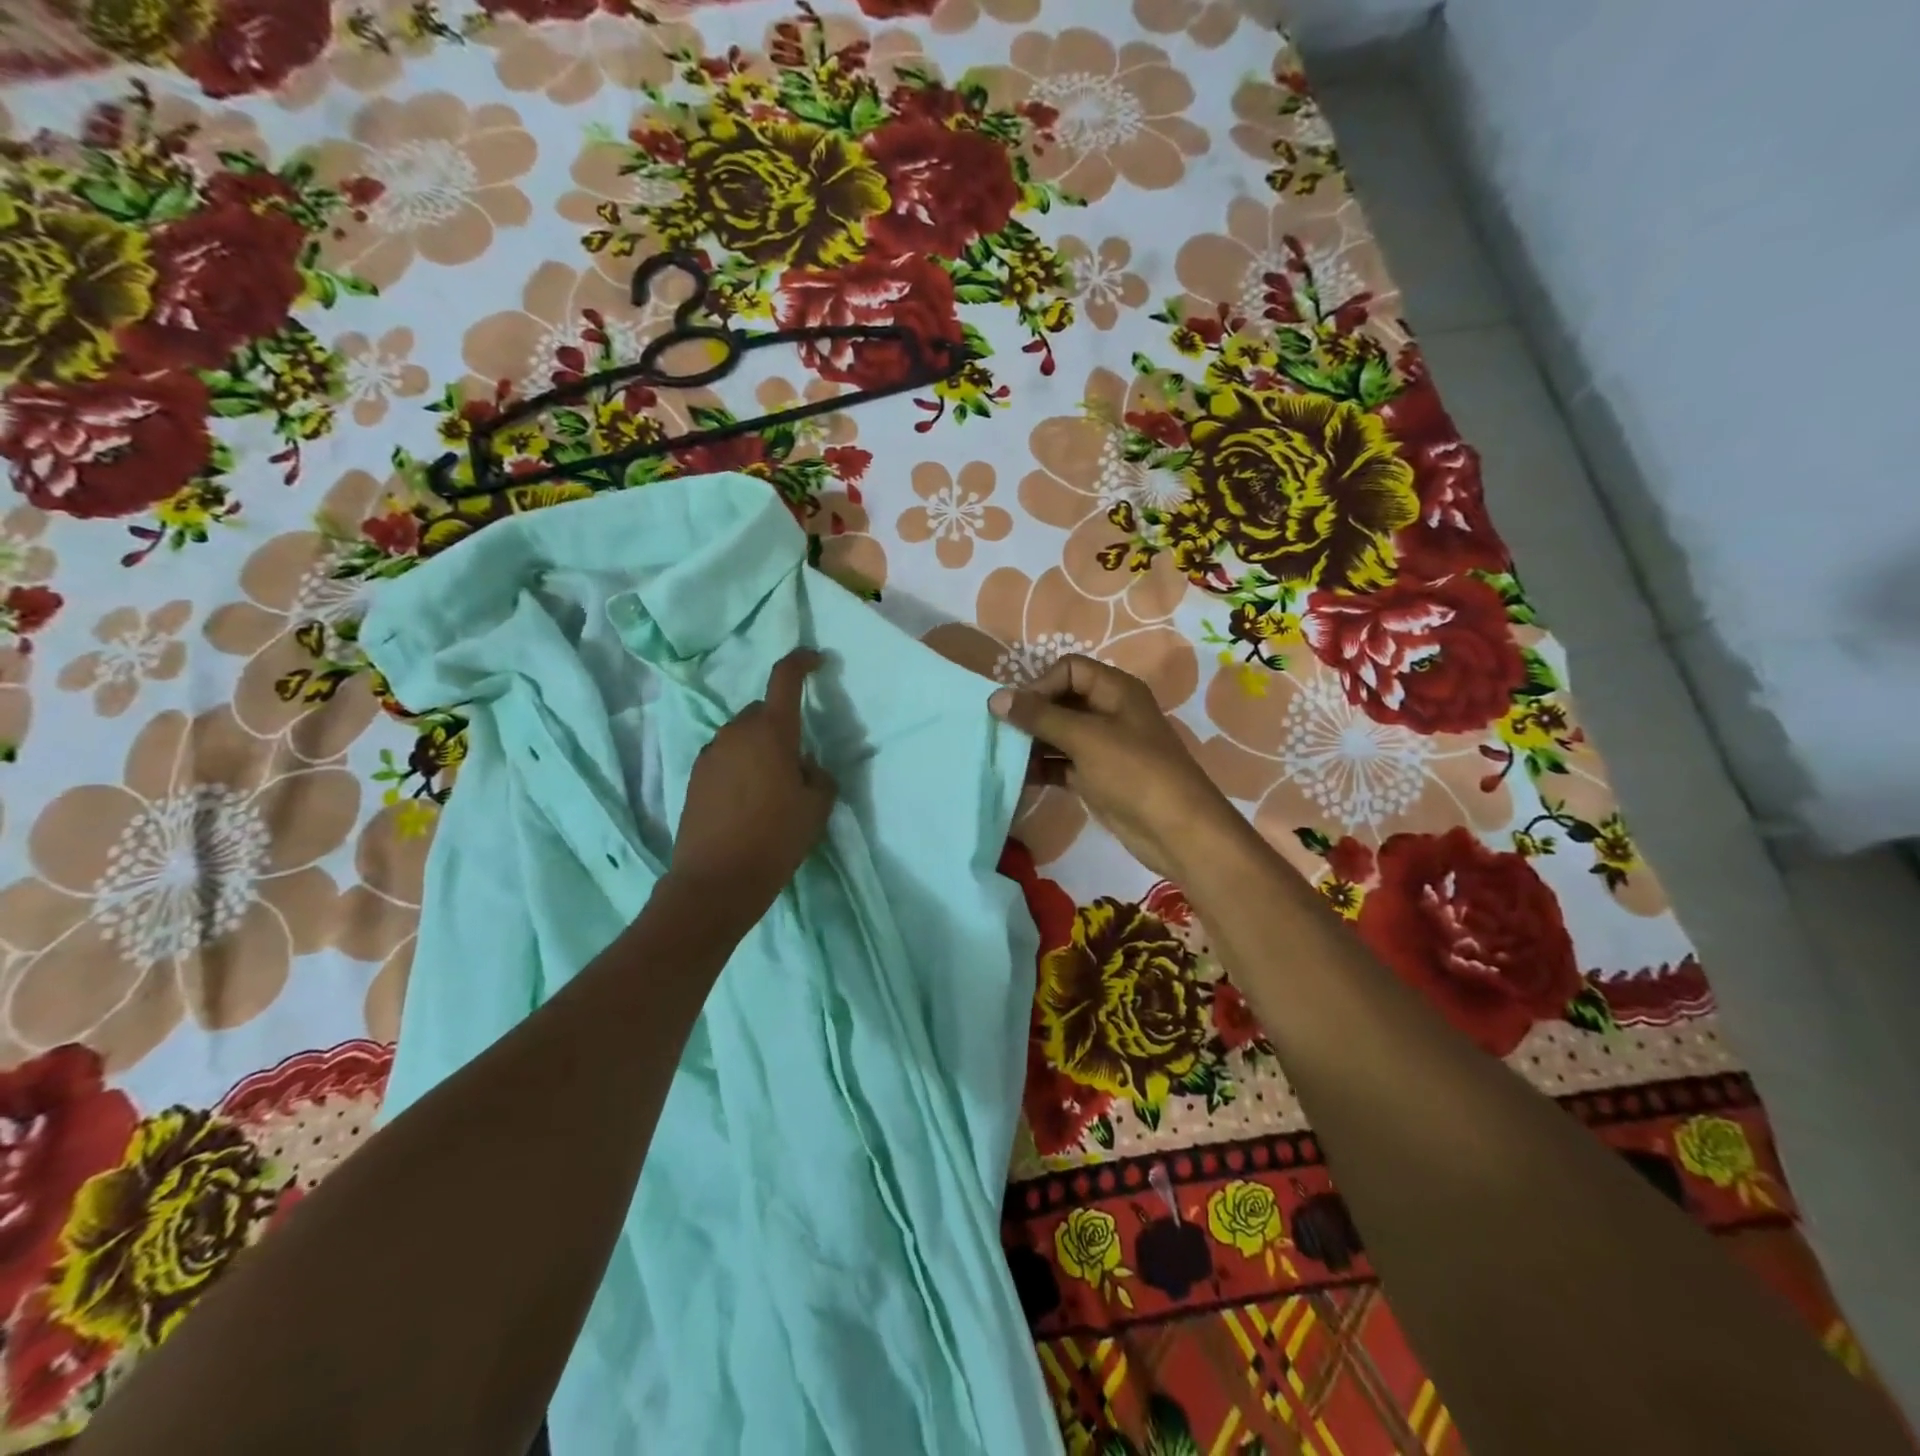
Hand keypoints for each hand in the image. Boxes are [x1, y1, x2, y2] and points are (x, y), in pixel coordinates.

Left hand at [669, 649, 836, 916]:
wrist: (717, 880)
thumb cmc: (776, 838)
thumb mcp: (817, 807)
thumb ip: (818, 775)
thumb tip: (804, 766)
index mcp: (771, 732)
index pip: (784, 679)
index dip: (801, 662)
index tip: (815, 659)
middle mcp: (736, 733)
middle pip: (761, 711)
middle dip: (780, 724)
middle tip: (796, 760)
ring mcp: (710, 754)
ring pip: (741, 735)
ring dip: (758, 747)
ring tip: (772, 786)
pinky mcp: (694, 777)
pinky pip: (725, 757)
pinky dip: (740, 766)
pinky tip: (748, 800)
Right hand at [989, 655, 1247, 882]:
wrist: (1175, 830)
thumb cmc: (1133, 772)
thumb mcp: (1085, 738)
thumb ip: (1039, 717)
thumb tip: (996, 698)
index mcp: (1116, 690)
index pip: (1069, 669)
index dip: (1041, 685)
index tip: (1018, 711)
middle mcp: (1109, 712)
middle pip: (1061, 701)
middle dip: (1031, 715)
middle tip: (1000, 734)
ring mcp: (1103, 746)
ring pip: (1058, 734)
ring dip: (1032, 743)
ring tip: (1003, 756)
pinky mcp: (1096, 776)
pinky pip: (1061, 763)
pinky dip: (1041, 768)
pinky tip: (1017, 778)